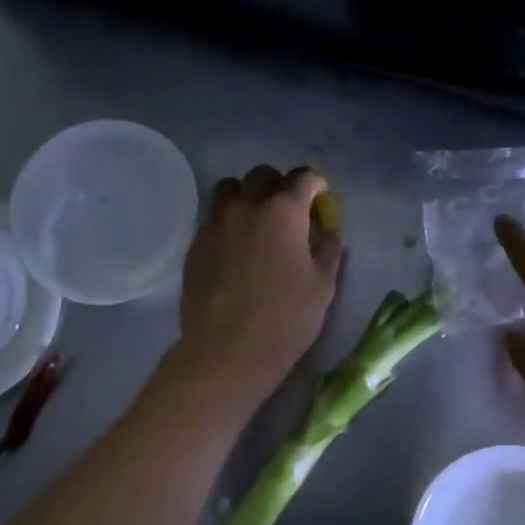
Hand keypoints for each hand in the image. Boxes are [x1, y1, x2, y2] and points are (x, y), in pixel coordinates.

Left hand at [172, 166, 342, 404]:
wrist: (228, 349)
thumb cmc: (286, 318)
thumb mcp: (323, 286)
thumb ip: (328, 250)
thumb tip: (328, 231)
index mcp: (284, 212)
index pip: (303, 178)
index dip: (316, 184)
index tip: (321, 197)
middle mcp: (247, 207)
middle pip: (262, 176)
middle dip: (280, 185)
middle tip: (290, 208)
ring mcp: (216, 224)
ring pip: (230, 189)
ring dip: (247, 195)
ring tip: (257, 219)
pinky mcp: (196, 245)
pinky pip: (213, 217)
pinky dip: (228, 220)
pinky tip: (237, 246)